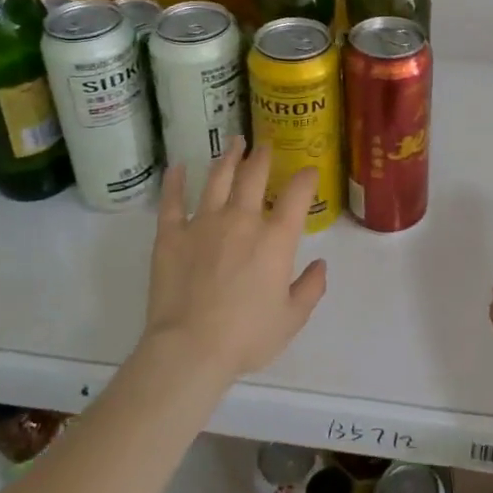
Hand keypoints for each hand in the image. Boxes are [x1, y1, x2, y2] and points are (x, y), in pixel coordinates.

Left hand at [140, 137, 327, 382]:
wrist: (190, 349)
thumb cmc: (247, 336)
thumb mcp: (291, 319)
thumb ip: (310, 288)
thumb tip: (320, 266)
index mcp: (276, 238)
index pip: (298, 194)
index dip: (306, 178)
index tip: (309, 171)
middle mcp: (242, 219)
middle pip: (254, 176)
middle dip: (263, 156)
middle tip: (266, 144)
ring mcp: (204, 223)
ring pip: (218, 179)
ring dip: (228, 158)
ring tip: (234, 143)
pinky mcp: (171, 235)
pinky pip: (173, 201)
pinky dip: (175, 182)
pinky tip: (177, 167)